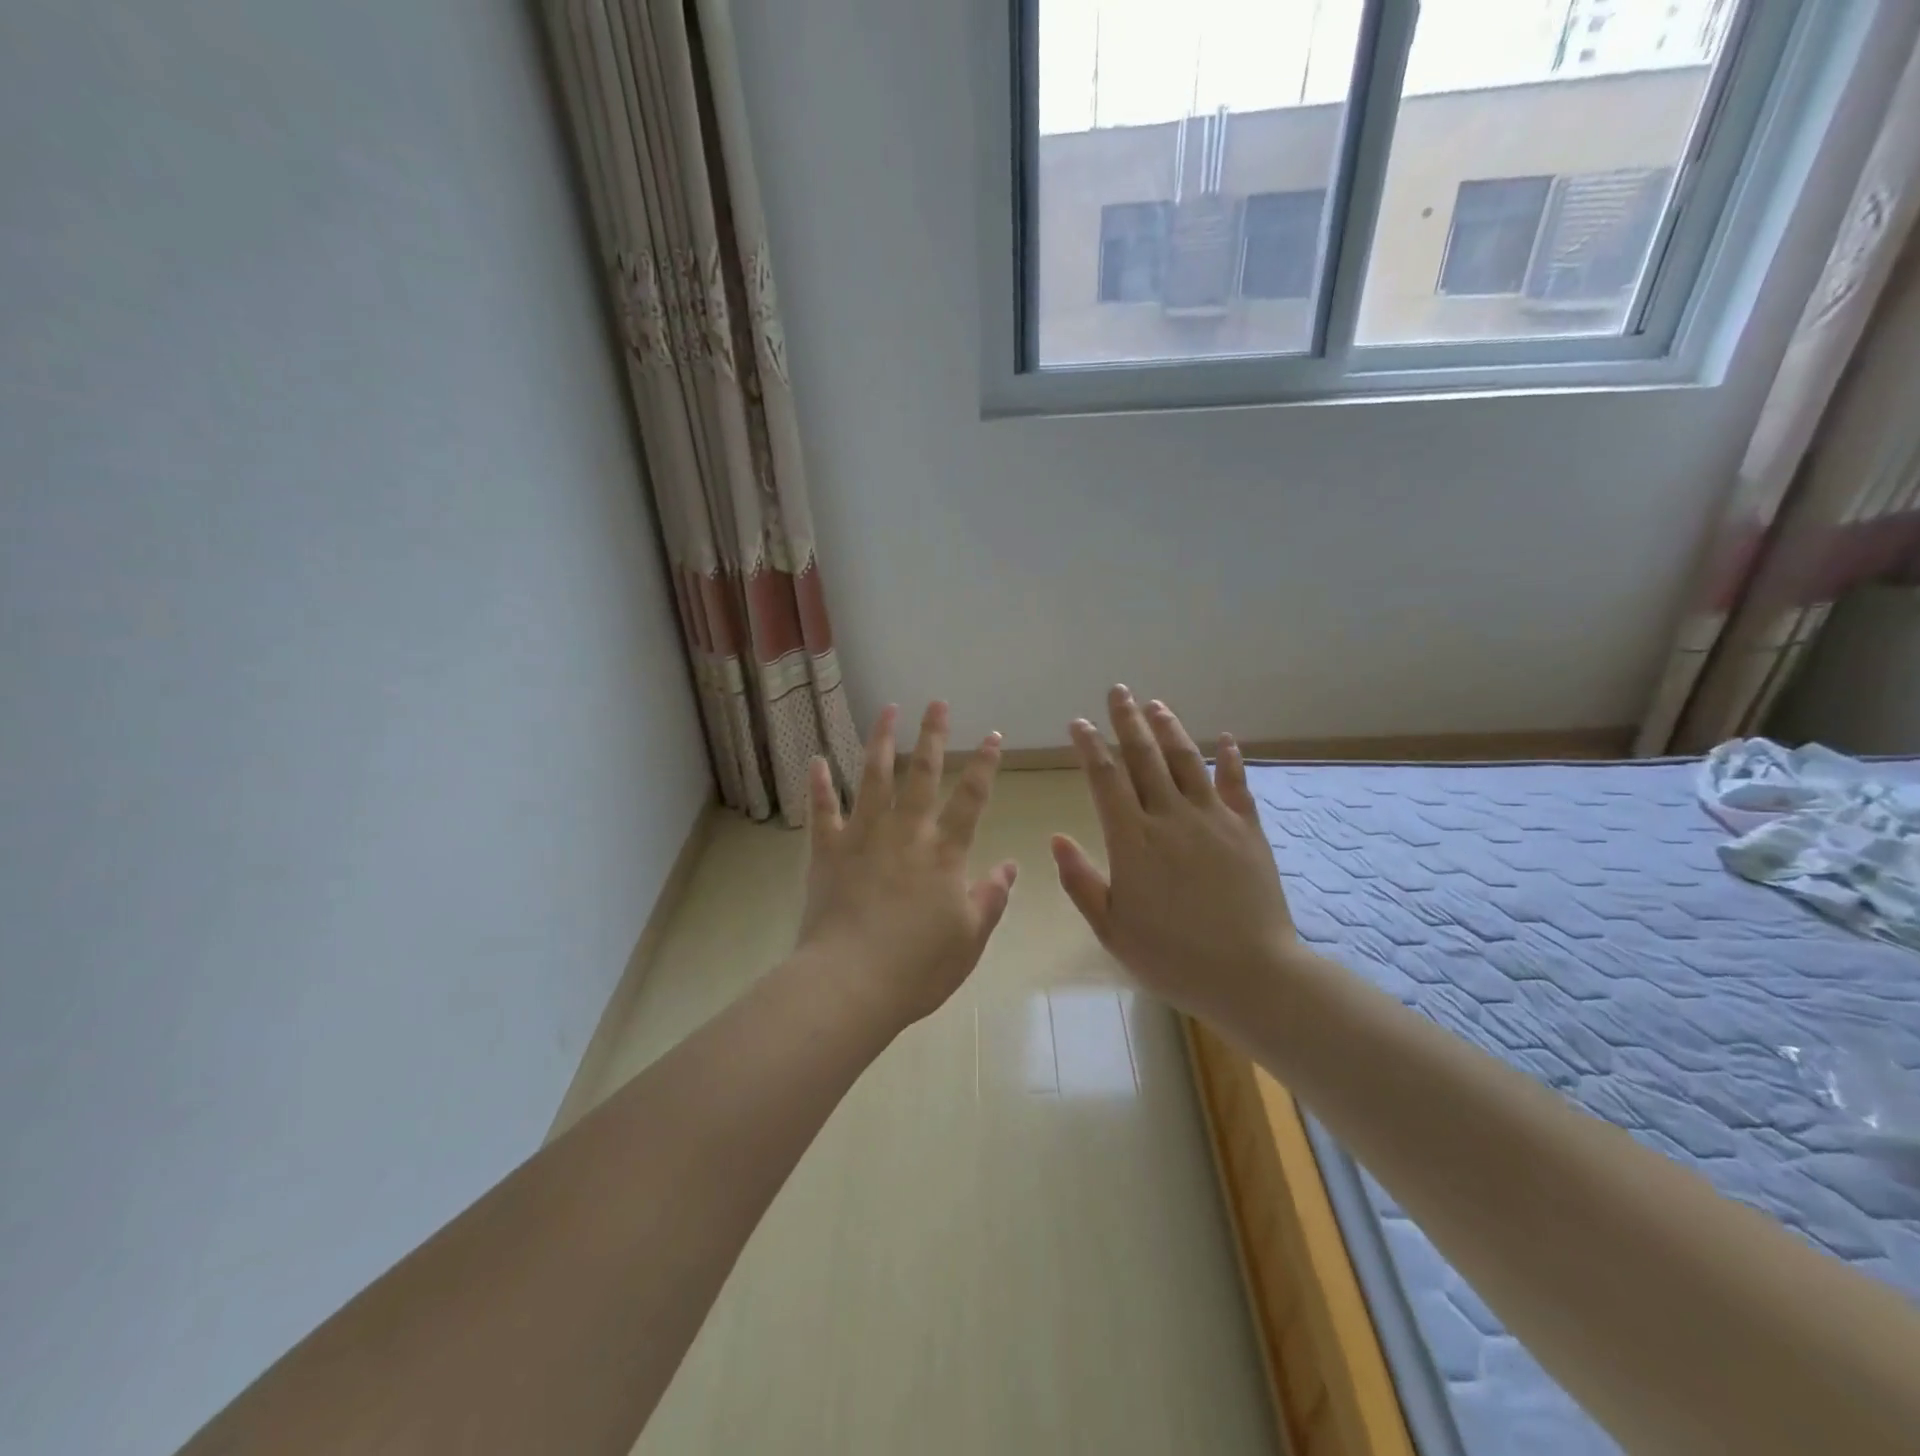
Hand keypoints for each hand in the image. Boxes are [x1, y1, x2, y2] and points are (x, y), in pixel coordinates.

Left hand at [797, 702, 1018, 1026]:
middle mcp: (905, 833)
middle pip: (921, 774)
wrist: (850, 983)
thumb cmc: (917, 967)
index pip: (971, 799)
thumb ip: (991, 898)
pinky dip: (819, 784)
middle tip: (936, 703)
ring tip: (886, 710)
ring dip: (880, 741)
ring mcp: (862, 837)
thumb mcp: (969, 939)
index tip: (993, 736)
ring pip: (873, 777)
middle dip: (932, 735)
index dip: (984, 765)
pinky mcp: (827, 851)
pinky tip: (817, 759)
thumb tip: (1009, 866)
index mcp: (943, 853)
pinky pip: (822, 810)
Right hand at [1051, 687, 1302, 1022]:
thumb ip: (1081, 881)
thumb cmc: (1172, 957)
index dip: (1091, 747)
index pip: (1106, 779)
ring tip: (1157, 705)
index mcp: (1133, 840)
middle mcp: (1170, 817)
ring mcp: (1213, 819)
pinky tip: (1226, 740)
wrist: (1251, 974)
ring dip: (1170, 729)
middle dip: (1128, 720)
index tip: (1080, 723)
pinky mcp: (1247, 829)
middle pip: (1145, 757)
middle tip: (1118, 691)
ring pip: (1187, 761)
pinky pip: (1236, 784)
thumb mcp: (1112, 928)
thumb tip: (1057, 838)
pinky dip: (1231, 759)